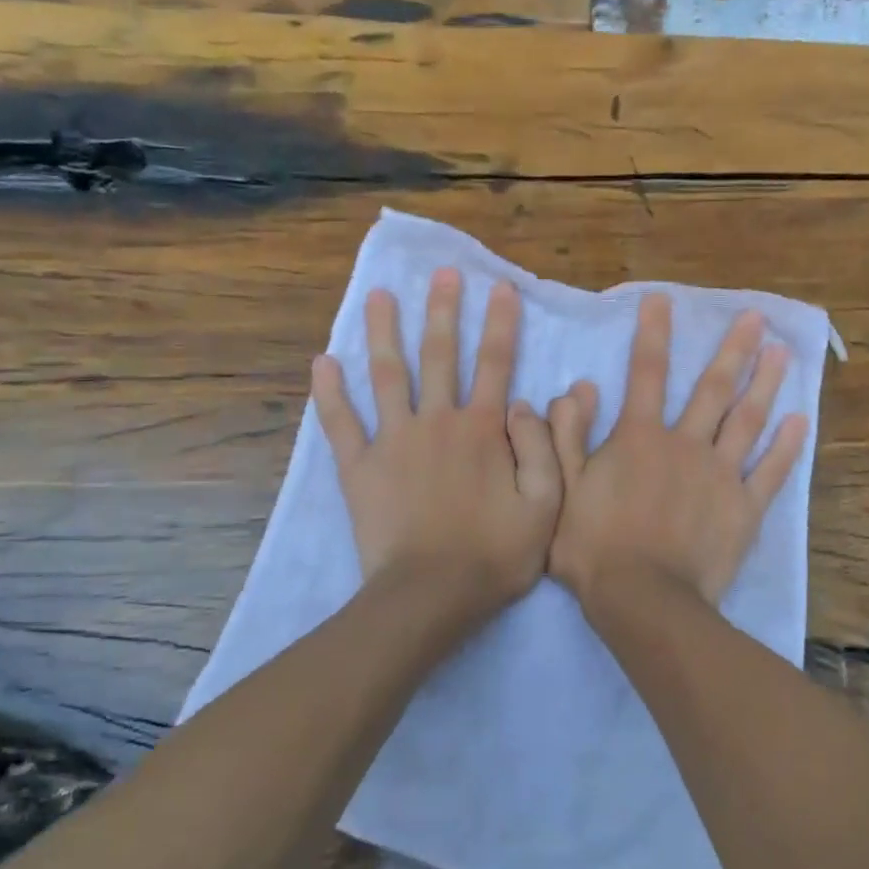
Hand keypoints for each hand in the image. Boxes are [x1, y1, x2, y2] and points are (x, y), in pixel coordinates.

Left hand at [312, 268, 560, 621]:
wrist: (430, 596)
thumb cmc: (494, 554)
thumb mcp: (545, 505)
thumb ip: (543, 448)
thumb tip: (528, 401)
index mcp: (482, 429)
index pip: (495, 363)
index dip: (500, 323)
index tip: (500, 286)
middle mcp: (437, 421)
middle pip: (439, 355)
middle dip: (443, 310)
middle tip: (441, 272)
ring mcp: (393, 441)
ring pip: (387, 375)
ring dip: (384, 332)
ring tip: (379, 296)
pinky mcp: (360, 467)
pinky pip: (341, 423)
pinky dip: (330, 393)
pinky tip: (323, 362)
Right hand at [548, 293, 807, 615]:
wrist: (642, 599)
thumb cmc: (594, 545)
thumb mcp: (562, 487)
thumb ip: (566, 434)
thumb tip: (579, 387)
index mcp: (640, 437)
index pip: (646, 373)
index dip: (653, 333)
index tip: (663, 299)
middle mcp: (686, 444)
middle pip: (713, 388)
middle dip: (733, 349)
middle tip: (756, 317)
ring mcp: (721, 475)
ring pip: (747, 420)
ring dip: (766, 384)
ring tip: (783, 353)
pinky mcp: (744, 508)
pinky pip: (771, 472)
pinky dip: (787, 447)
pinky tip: (800, 421)